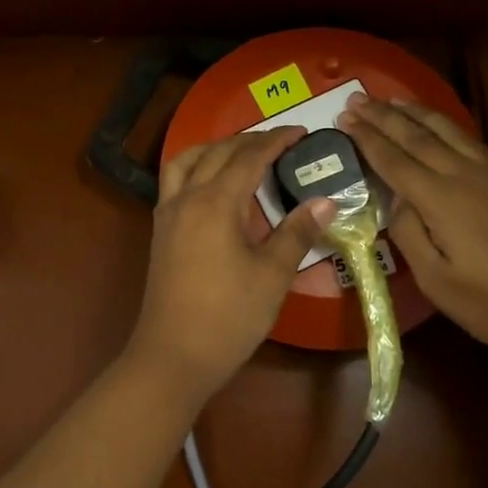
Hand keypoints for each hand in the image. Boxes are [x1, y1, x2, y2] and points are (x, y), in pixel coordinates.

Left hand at [122, 127, 335, 405]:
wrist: (172, 356)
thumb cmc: (228, 317)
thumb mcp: (271, 275)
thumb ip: (297, 232)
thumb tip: (327, 201)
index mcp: (215, 203)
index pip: (248, 158)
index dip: (276, 141)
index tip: (301, 131)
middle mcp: (186, 199)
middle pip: (217, 153)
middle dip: (249, 141)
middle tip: (281, 141)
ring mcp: (167, 214)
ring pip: (187, 161)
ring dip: (215, 148)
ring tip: (242, 152)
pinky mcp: (160, 232)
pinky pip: (175, 181)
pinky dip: (196, 168)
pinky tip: (213, 185)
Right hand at [338, 95, 487, 356]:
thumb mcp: (436, 280)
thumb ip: (408, 234)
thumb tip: (396, 201)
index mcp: (440, 200)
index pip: (394, 160)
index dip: (367, 139)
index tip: (344, 119)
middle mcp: (463, 175)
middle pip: (416, 136)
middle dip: (383, 116)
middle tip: (356, 99)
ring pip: (444, 129)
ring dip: (414, 111)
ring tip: (389, 99)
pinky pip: (465, 137)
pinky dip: (442, 122)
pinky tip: (435, 123)